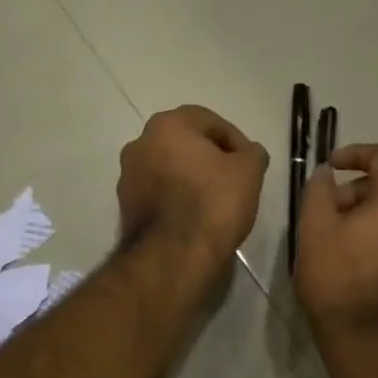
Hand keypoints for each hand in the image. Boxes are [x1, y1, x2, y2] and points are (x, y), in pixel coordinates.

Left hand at [117, 105, 268, 265]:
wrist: (173, 256)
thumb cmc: (213, 202)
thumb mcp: (249, 171)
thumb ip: (252, 152)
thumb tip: (248, 153)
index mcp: (167, 125)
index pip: (210, 121)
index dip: (235, 140)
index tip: (250, 163)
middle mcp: (140, 143)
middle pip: (186, 143)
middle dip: (211, 157)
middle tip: (235, 179)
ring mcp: (128, 176)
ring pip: (170, 168)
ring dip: (192, 177)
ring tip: (217, 201)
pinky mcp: (125, 207)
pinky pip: (159, 192)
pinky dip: (177, 198)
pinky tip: (196, 217)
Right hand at [296, 143, 377, 336]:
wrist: (373, 344)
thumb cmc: (339, 281)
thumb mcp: (314, 230)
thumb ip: (320, 191)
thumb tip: (327, 173)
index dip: (357, 154)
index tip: (332, 166)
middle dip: (361, 191)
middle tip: (331, 212)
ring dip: (376, 217)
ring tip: (346, 241)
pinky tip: (367, 264)